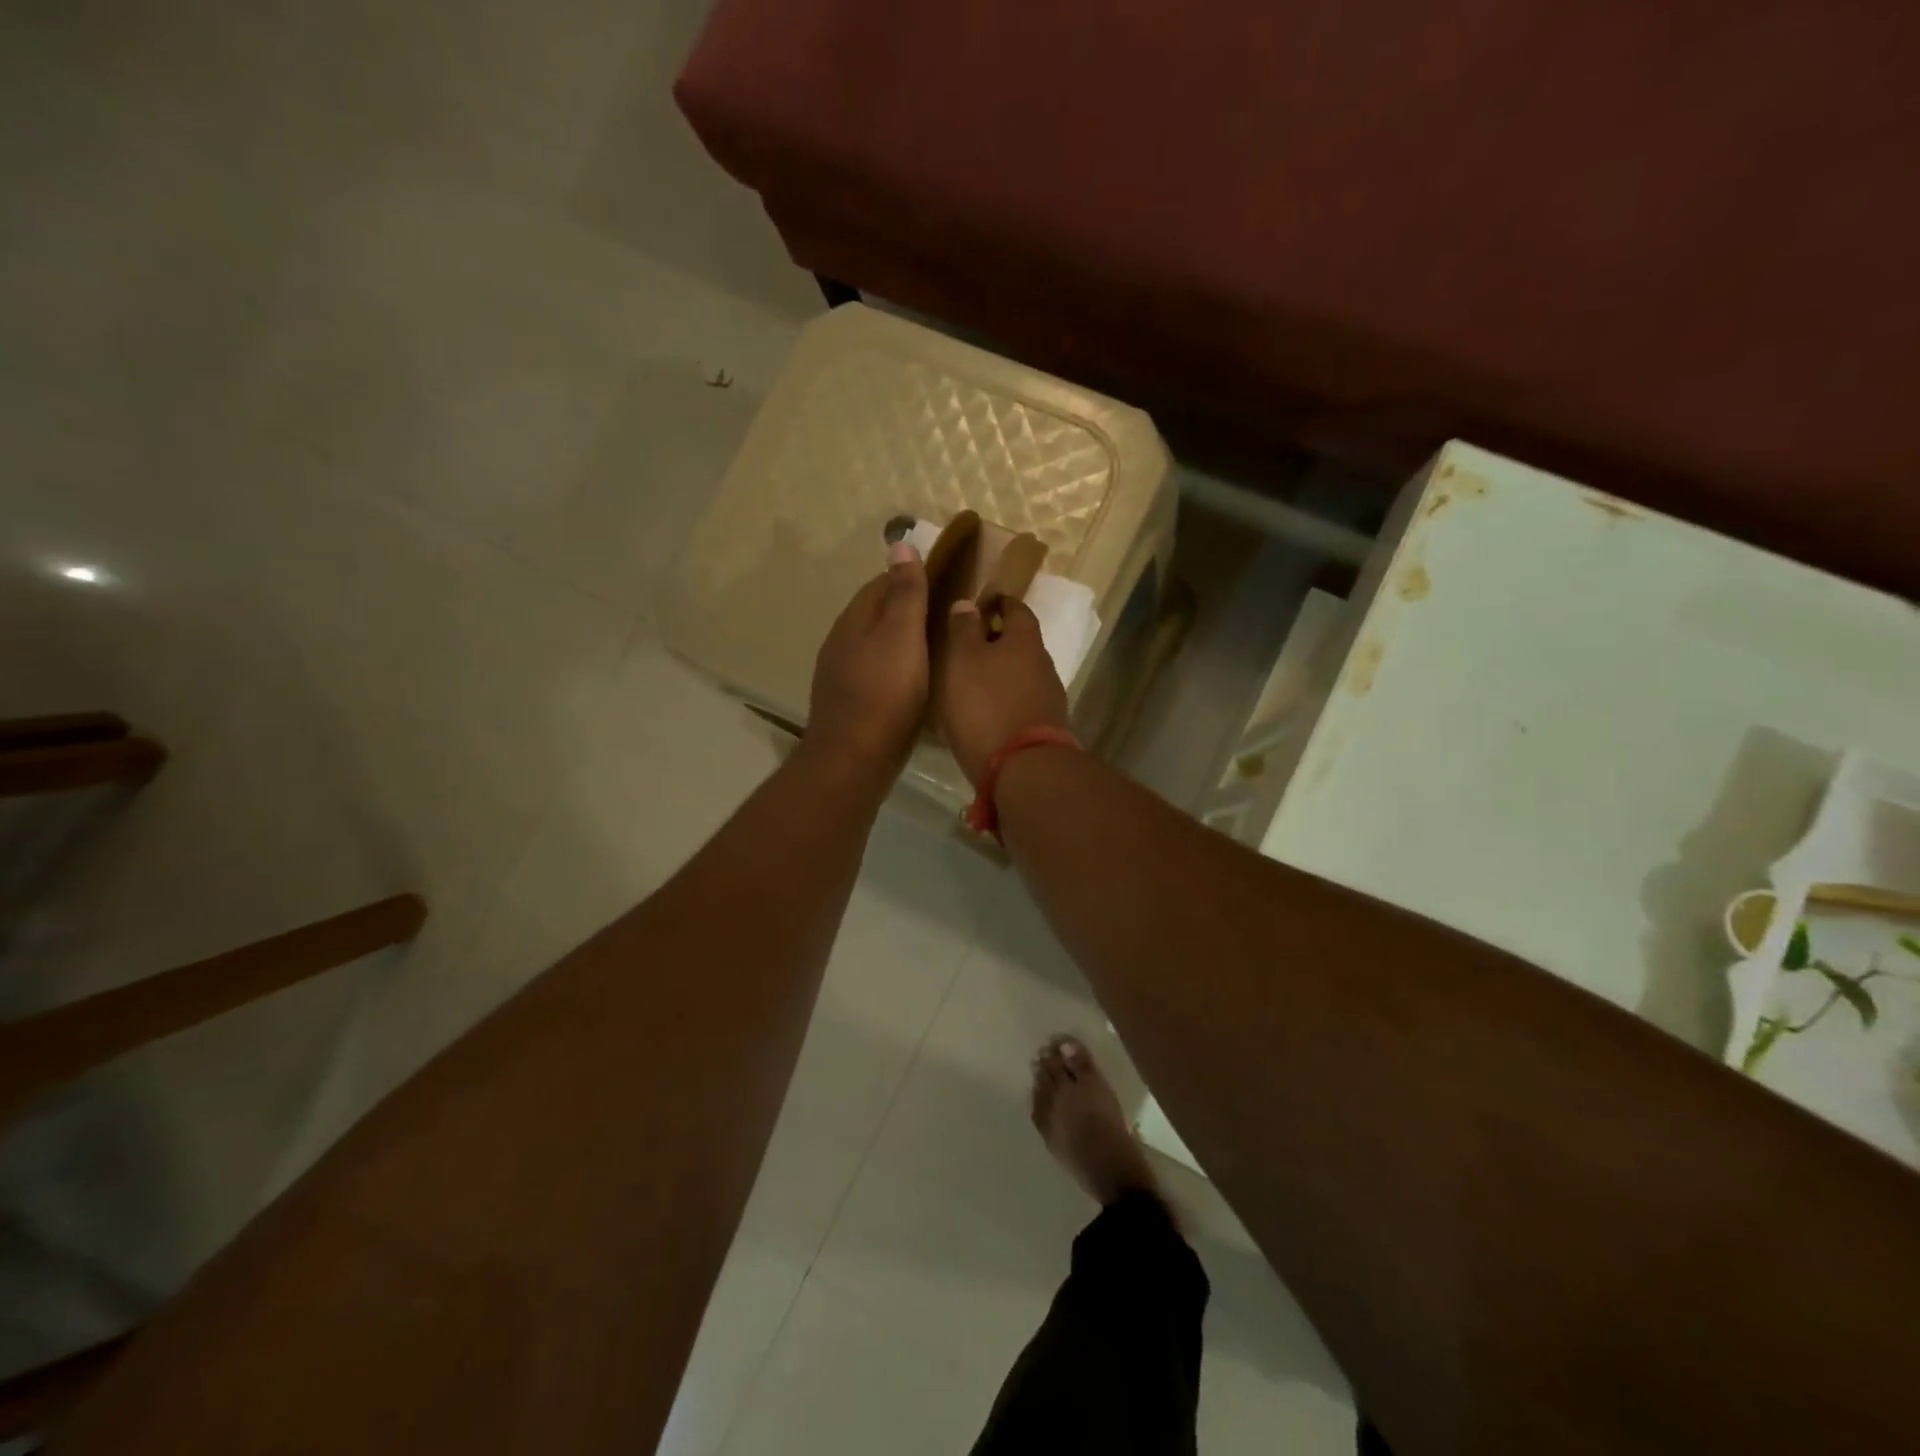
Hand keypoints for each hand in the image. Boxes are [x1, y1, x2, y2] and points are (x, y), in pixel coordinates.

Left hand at [805, 543, 929, 784]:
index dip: (912, 576)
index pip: (881, 584)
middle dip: (910, 609)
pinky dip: (899, 669)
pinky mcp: (852, 704)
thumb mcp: (902, 636)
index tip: (947, 579)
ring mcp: (843, 676)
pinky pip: (879, 674)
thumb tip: (900, 543)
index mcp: (854, 621)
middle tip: (950, 614)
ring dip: (904, 641)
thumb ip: (904, 593)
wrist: (854, 760)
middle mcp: (842, 643)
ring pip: (878, 646)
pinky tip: (919, 681)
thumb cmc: (884, 694)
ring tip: (940, 645)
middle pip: (878, 615)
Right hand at [938, 598, 1070, 787]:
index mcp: (1025, 640)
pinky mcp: (1046, 726)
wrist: (1024, 767)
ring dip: (1002, 672)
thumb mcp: (963, 660)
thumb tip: (968, 603)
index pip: (1016, 608)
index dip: (999, 602)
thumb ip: (964, 629)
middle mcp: (1043, 663)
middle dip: (999, 639)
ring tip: (973, 680)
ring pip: (1023, 673)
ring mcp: (1049, 697)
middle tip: (970, 644)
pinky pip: (1023, 701)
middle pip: (1022, 642)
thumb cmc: (986, 705)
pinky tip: (987, 711)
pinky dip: (1006, 698)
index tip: (981, 603)